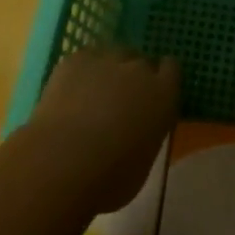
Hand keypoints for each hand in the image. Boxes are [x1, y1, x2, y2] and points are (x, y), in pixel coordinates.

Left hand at [26, 44, 179, 213]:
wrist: (63, 161)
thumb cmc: (110, 178)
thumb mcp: (144, 162)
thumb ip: (146, 134)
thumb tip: (137, 130)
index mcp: (163, 95)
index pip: (171, 69)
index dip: (161, 79)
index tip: (152, 94)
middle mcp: (139, 69)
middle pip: (140, 61)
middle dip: (133, 77)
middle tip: (120, 102)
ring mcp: (106, 59)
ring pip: (112, 56)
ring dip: (108, 71)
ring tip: (92, 96)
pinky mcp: (76, 59)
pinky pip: (85, 60)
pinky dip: (81, 73)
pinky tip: (70, 94)